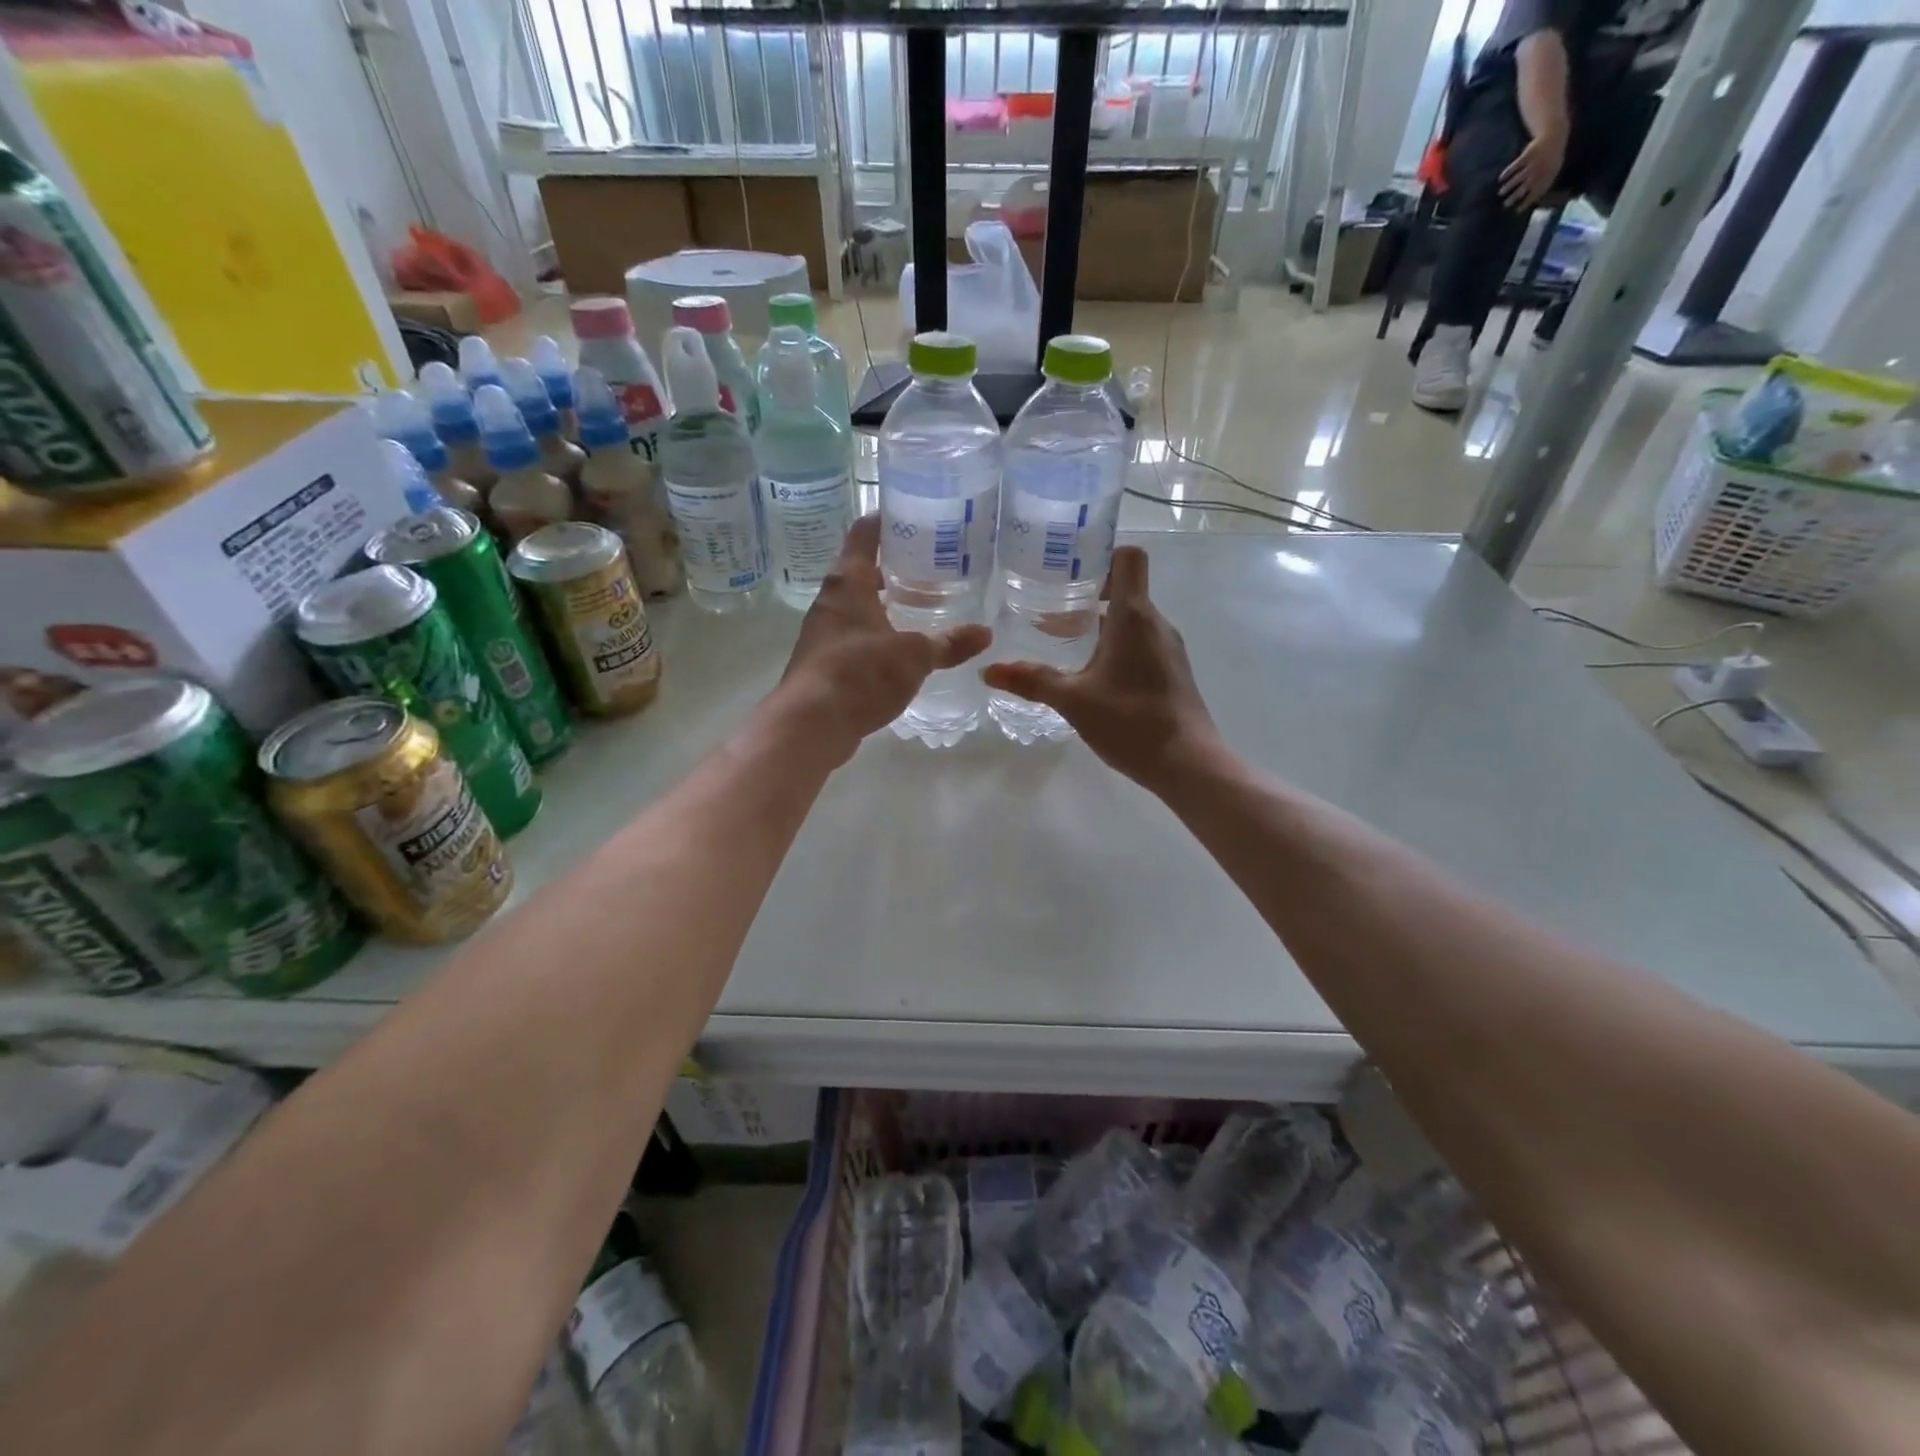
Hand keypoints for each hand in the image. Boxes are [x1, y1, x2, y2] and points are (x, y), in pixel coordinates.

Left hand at [772, 514, 990, 762]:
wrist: (810, 725)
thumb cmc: (860, 674)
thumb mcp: (914, 656)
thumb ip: (949, 643)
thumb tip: (986, 633)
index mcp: (849, 582)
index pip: (865, 533)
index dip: (886, 519)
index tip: (913, 515)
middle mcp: (831, 600)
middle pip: (861, 569)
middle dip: (894, 567)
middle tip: (932, 566)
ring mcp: (824, 633)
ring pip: (859, 605)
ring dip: (886, 603)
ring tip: (923, 606)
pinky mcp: (824, 663)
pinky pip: (855, 637)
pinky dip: (878, 635)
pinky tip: (902, 650)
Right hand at [979, 546, 1219, 790]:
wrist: (1187, 763)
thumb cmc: (1130, 721)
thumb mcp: (1073, 700)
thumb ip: (1031, 681)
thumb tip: (988, 671)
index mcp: (1133, 616)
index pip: (1127, 557)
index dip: (1099, 553)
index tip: (1066, 569)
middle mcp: (1155, 622)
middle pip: (1124, 588)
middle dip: (1087, 595)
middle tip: (1049, 609)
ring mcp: (1167, 647)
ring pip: (1131, 618)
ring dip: (1099, 623)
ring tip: (1063, 642)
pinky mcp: (1171, 669)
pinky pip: (1140, 641)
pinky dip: (1115, 645)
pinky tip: (1091, 673)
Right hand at [1499, 129, 1565, 211]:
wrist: (1554, 137)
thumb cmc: (1551, 157)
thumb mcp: (1552, 171)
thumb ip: (1543, 184)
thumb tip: (1534, 200)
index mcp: (1546, 176)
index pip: (1536, 193)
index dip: (1527, 203)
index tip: (1517, 211)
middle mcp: (1539, 171)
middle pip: (1525, 187)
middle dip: (1515, 197)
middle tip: (1505, 205)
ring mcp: (1533, 162)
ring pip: (1519, 177)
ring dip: (1509, 186)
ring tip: (1501, 193)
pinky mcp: (1527, 155)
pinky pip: (1516, 165)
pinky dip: (1508, 172)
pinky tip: (1501, 178)